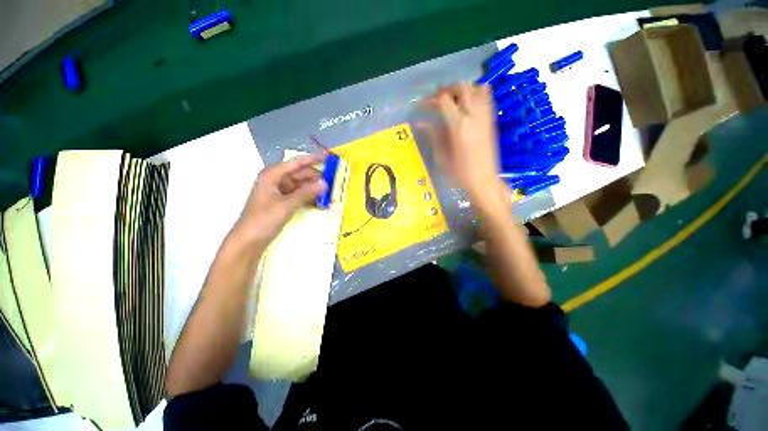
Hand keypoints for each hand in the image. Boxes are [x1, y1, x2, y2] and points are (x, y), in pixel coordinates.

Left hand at [235, 154, 327, 246]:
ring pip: (301, 185)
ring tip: (330, 192)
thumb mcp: (286, 205)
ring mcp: (279, 192)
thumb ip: (307, 193)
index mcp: (272, 175)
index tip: (328, 158)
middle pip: (300, 174)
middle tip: (333, 181)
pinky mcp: (282, 202)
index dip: (313, 159)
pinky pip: (299, 195)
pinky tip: (320, 201)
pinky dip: (309, 197)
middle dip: (316, 177)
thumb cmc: (264, 220)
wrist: (249, 241)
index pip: (296, 163)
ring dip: (314, 189)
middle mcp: (276, 180)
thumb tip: (325, 184)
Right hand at [421, 82, 507, 213]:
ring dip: (462, 90)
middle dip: (446, 90)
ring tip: (453, 101)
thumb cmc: (459, 173)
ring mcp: (485, 116)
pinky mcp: (491, 120)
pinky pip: (486, 97)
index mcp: (458, 126)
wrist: (483, 180)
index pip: (443, 101)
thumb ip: (433, 135)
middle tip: (437, 101)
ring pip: (476, 88)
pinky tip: (467, 106)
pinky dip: (476, 94)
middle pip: (461, 87)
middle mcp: (473, 115)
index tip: (423, 106)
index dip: (430, 100)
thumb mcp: (441, 156)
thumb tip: (421, 123)